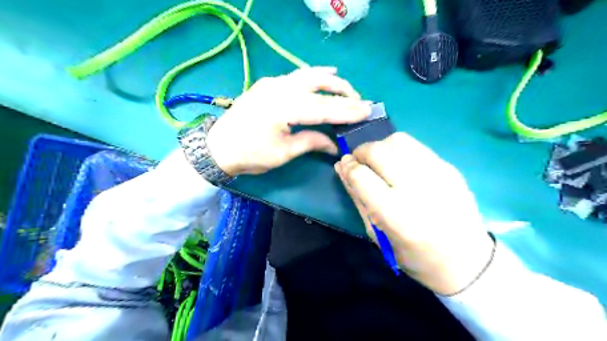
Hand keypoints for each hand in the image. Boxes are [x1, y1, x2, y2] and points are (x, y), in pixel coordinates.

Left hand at [206, 68, 371, 176]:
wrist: (218, 147)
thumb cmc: (250, 154)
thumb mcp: (283, 152)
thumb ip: (311, 142)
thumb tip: (334, 144)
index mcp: (285, 107)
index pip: (324, 108)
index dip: (347, 111)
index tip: (367, 111)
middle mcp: (280, 88)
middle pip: (319, 85)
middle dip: (343, 92)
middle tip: (361, 101)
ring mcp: (273, 83)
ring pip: (308, 75)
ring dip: (330, 81)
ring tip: (347, 89)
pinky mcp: (268, 84)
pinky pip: (296, 76)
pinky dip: (313, 75)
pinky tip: (324, 74)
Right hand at [334, 134, 494, 294]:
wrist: (468, 261)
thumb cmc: (415, 256)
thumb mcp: (377, 235)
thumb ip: (357, 198)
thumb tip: (342, 168)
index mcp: (396, 214)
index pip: (361, 175)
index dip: (348, 167)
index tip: (345, 166)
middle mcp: (416, 189)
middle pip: (378, 151)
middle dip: (361, 152)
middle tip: (361, 163)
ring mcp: (437, 174)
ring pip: (397, 140)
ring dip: (380, 147)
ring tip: (380, 162)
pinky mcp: (449, 167)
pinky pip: (416, 146)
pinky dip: (399, 150)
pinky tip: (400, 165)